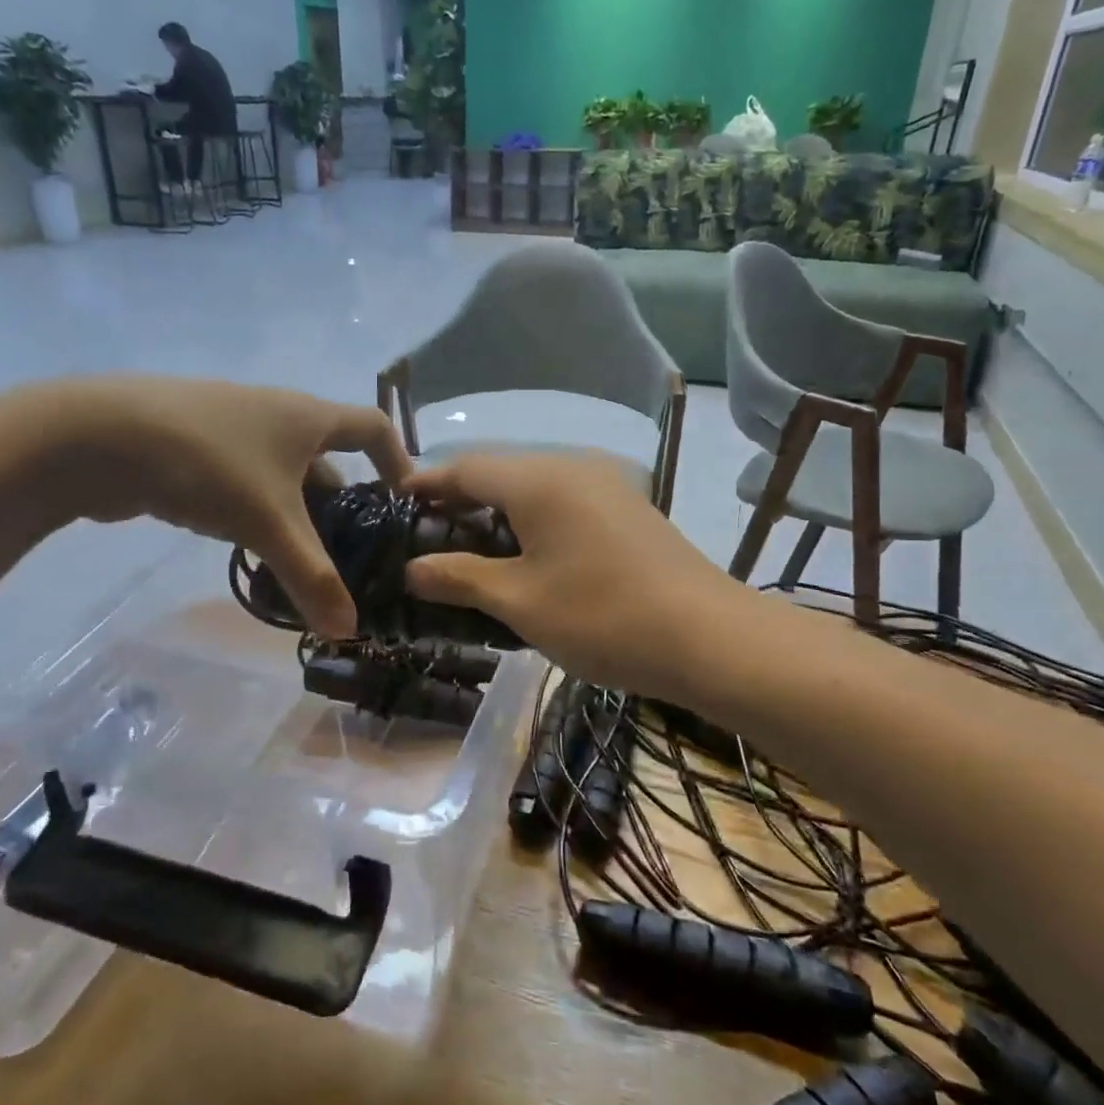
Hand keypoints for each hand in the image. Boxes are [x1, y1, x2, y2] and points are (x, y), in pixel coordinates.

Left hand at [29, 378, 410, 637]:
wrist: (98, 438)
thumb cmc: (208, 464)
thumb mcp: (269, 523)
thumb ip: (312, 577)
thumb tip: (350, 630)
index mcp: (307, 416)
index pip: (373, 427)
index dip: (398, 459)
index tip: (406, 501)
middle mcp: (276, 415)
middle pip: (327, 458)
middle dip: (343, 504)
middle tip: (352, 553)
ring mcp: (233, 430)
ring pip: (283, 474)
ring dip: (298, 514)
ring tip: (303, 562)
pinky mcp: (197, 449)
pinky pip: (247, 481)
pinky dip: (259, 512)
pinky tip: (251, 548)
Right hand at [401, 453, 758, 700]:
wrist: (710, 638)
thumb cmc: (602, 616)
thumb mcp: (519, 601)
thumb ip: (459, 577)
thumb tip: (411, 568)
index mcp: (538, 478)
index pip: (464, 468)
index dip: (424, 484)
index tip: (393, 504)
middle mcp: (571, 466)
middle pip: (498, 473)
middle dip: (458, 502)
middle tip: (425, 539)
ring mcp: (605, 484)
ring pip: (532, 488)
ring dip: (496, 514)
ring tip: (467, 552)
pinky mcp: (627, 508)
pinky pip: (562, 502)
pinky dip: (531, 522)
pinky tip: (524, 557)